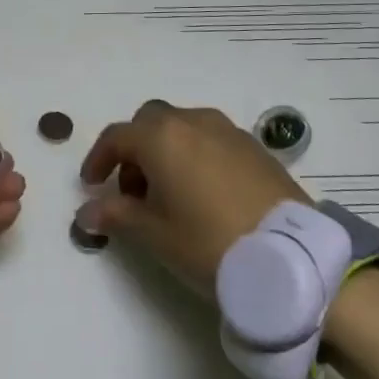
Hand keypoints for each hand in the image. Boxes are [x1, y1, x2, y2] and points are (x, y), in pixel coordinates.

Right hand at [75, 100, 307, 295]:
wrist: (292, 256)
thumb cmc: (209, 242)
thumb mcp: (155, 235)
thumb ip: (116, 215)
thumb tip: (86, 212)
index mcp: (161, 137)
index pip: (116, 137)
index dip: (98, 159)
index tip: (91, 184)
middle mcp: (192, 122)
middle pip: (150, 122)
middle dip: (134, 148)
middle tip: (132, 188)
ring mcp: (227, 131)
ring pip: (183, 127)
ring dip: (166, 150)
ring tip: (170, 193)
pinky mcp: (254, 147)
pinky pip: (211, 139)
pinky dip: (196, 155)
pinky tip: (204, 193)